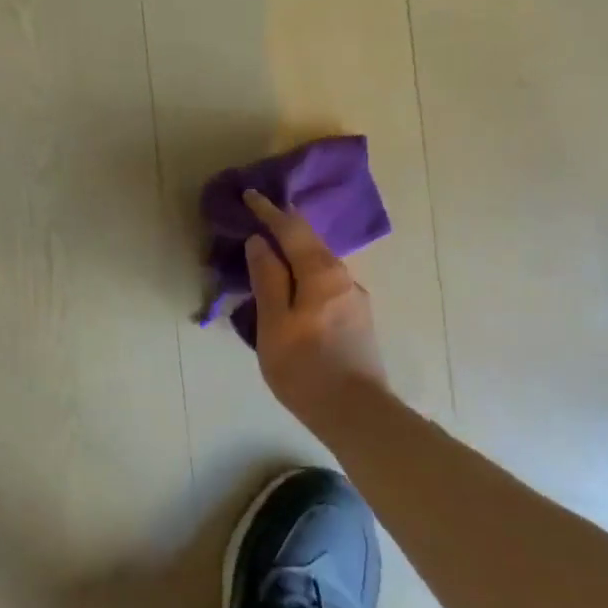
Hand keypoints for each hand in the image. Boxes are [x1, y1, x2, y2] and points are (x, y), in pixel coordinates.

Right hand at [243, 190, 388, 428]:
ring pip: (319, 264)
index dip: (269, 212)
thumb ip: (267, 279)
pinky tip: (293, 288)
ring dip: (295, 253)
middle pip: (310, 243)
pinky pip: (325, 283)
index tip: (251, 195)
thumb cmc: (305, 368)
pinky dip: (304, 274)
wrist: (356, 413)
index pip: (292, 230)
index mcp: (321, 273)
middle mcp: (343, 277)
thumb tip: (260, 243)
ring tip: (271, 254)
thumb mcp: (274, 323)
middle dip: (284, 228)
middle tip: (259, 219)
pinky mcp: (357, 319)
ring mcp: (354, 299)